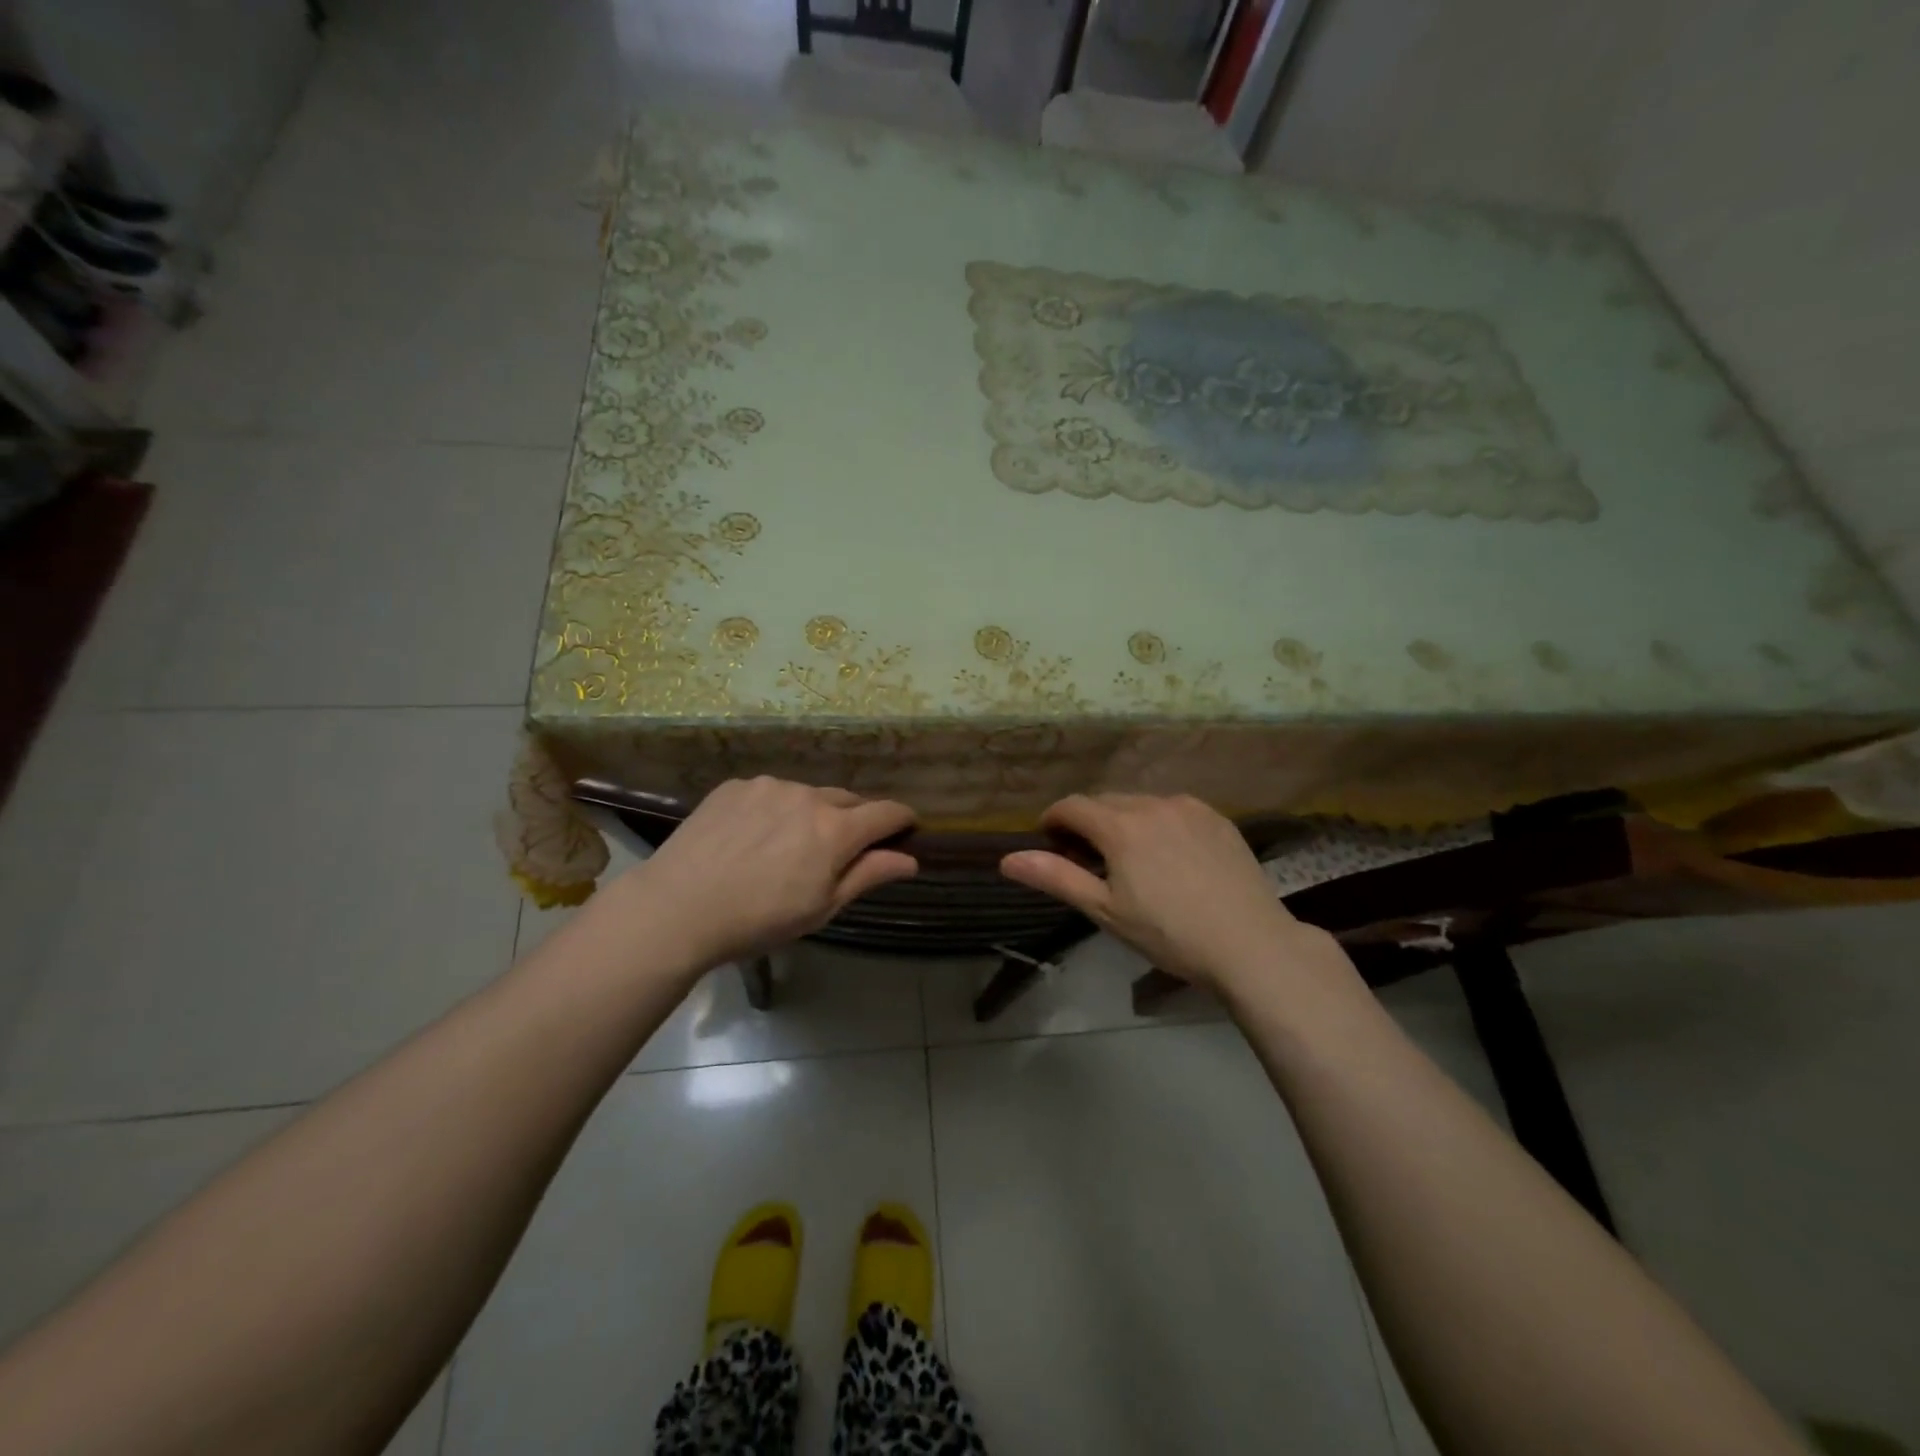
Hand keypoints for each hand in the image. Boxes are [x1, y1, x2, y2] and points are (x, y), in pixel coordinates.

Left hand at [613, 778, 917, 972]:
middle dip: (854, 818)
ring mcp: (769, 786)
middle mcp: (808, 796)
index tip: (906, 826)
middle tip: (841, 847)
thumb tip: (910, 859)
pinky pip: (769, 793)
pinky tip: (752, 836)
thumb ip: (868, 875)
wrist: (678, 907)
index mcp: (836, 830)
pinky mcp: (736, 785)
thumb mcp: (821, 907)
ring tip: (787, 844)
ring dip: (810, 813)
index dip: (901, 818)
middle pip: (847, 799)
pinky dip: (774, 809)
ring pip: (806, 795)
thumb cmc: (759, 919)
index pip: (885, 812)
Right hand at [1001, 794, 1325, 991]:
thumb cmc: (1169, 934)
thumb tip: (1007, 859)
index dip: (1053, 820)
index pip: (1072, 806)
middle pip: (1106, 801)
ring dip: (1124, 820)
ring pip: (1141, 803)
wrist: (1251, 944)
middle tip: (1088, 858)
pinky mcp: (1217, 818)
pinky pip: (1174, 809)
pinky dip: (1158, 823)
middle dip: (1088, 822)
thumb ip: (1055, 877)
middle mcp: (1153, 804)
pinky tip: (1170, 856)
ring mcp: (1190, 807)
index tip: (1049, 841)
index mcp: (1121, 825)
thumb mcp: (1105, 911)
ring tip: (1130, 858)